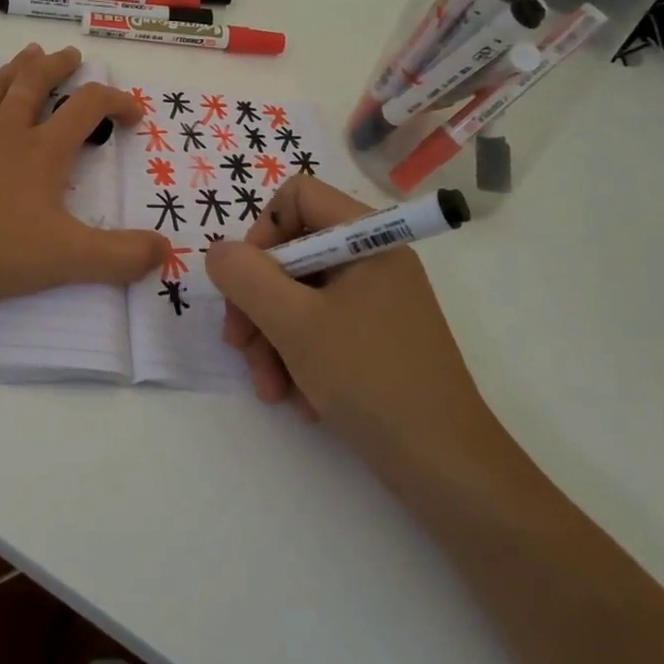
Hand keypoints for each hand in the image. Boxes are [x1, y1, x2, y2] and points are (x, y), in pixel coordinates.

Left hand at [0, 45, 166, 308]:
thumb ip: (119, 256)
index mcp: (42, 152)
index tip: (134, 113)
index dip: (116, 102)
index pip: (88, 109)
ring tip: (29, 52)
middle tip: (72, 55)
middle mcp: (6, 131)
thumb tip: (164, 250)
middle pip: (37, 85)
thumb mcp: (66, 258)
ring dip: (15, 67)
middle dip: (59, 68)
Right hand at [204, 175, 499, 470]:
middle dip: (257, 303)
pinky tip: (298, 400)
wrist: (444, 466)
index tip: (246, 279)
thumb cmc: (370, 378)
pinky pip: (319, 329)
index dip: (262, 231)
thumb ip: (246, 277)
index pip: (299, 196)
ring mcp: (375, 302)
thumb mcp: (294, 323)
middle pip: (292, 254)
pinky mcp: (374, 340)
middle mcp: (372, 261)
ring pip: (299, 298)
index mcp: (367, 239)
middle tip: (239, 346)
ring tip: (269, 388)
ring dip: (271, 340)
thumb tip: (219, 252)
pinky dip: (298, 359)